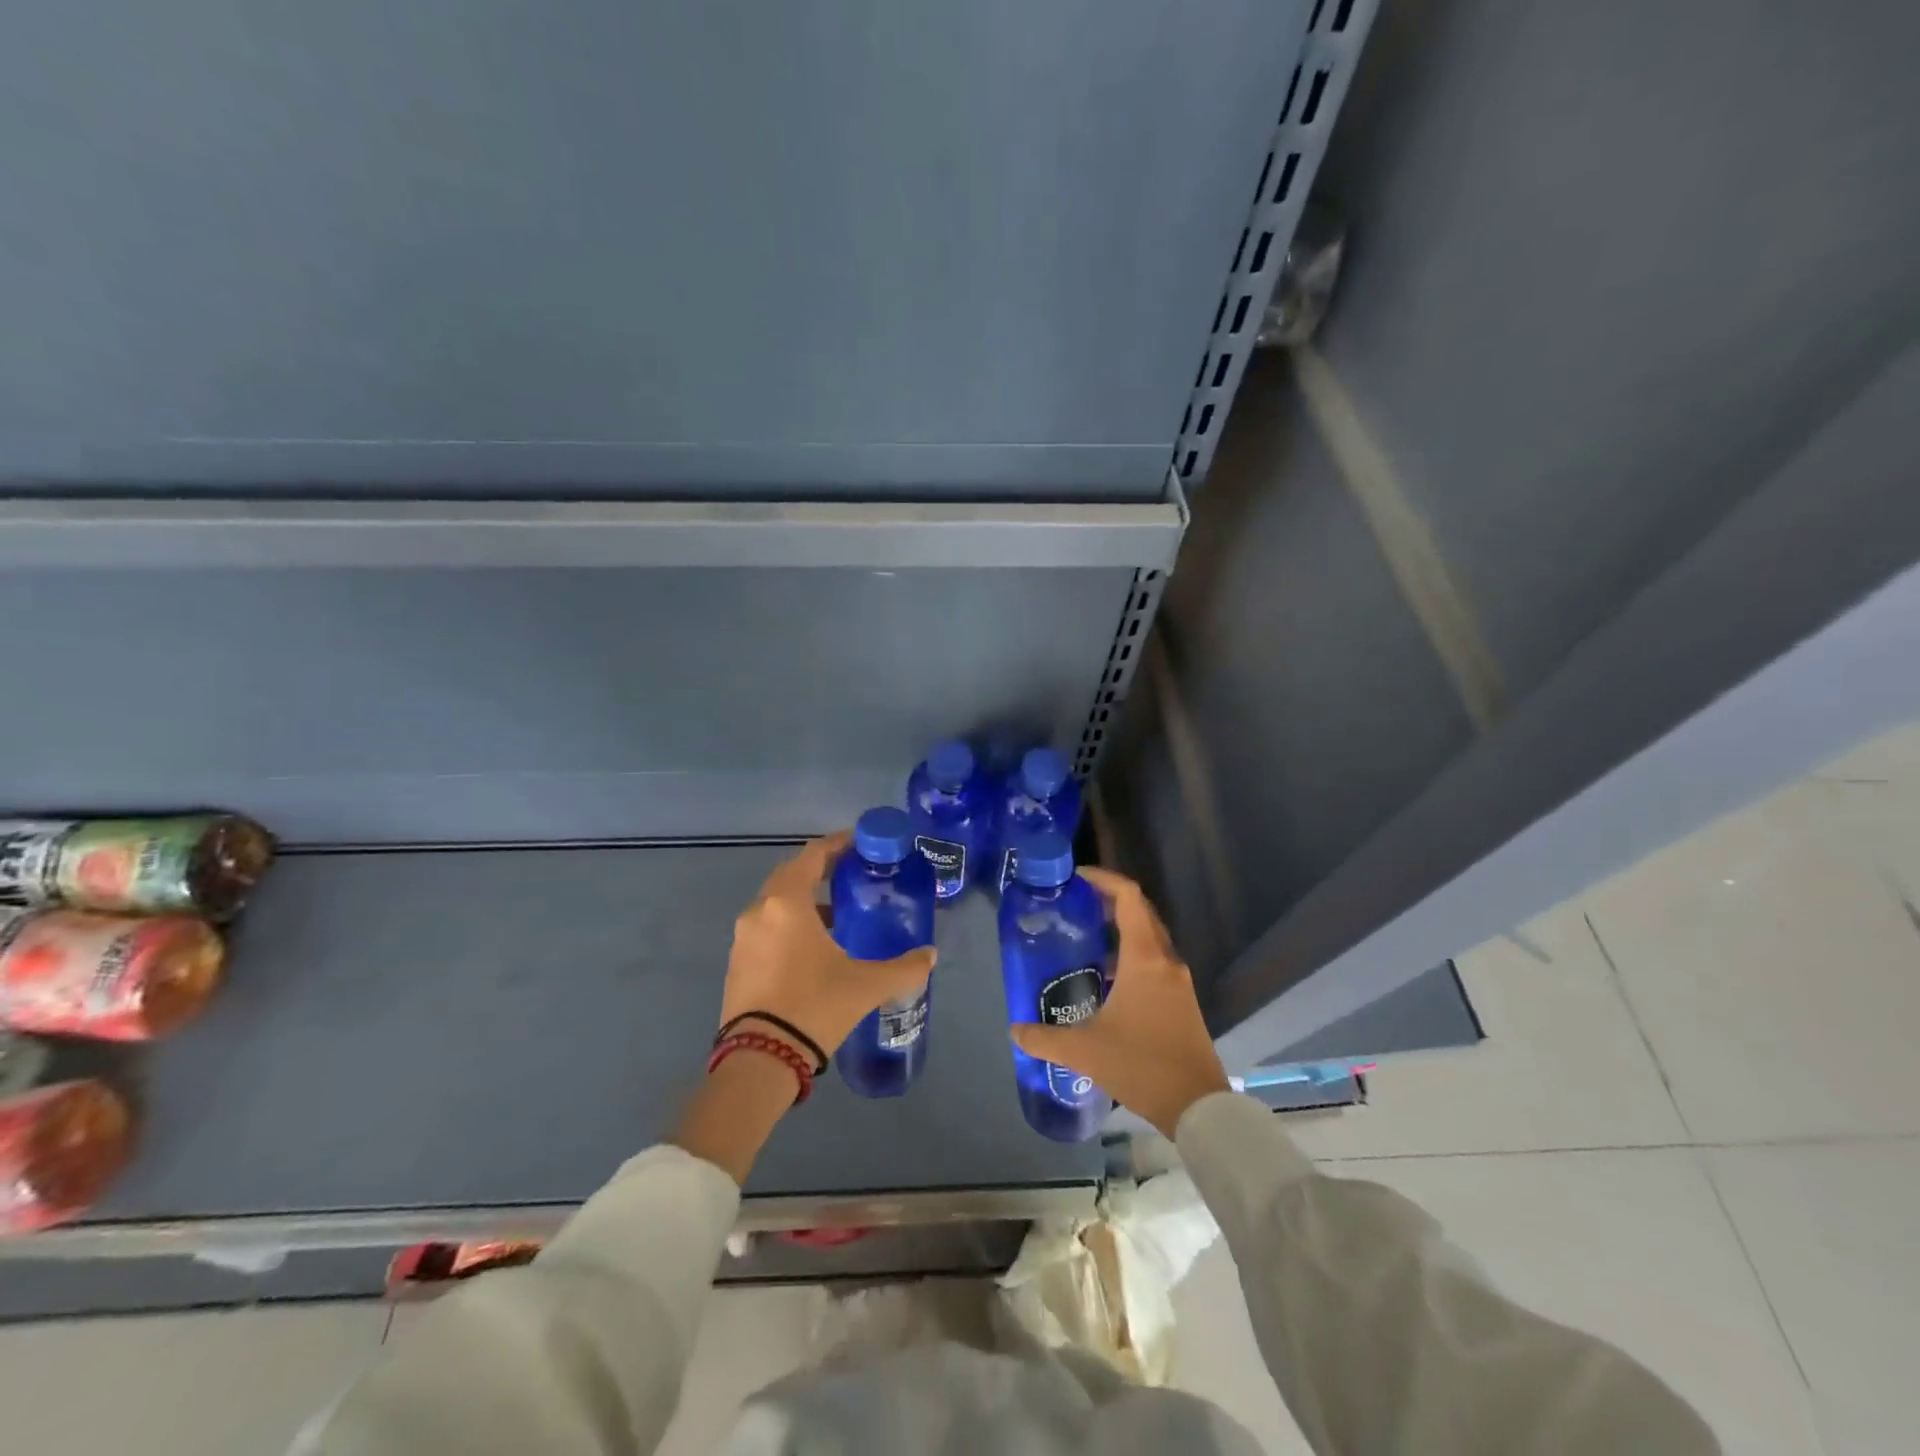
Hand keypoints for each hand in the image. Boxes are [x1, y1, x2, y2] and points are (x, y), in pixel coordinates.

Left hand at [719, 832, 938, 1060]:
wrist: (760, 1061)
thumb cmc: (815, 1007)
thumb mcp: (866, 985)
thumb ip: (903, 967)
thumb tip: (930, 956)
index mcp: (787, 903)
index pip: (813, 856)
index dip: (837, 845)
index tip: (859, 843)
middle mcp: (759, 911)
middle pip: (791, 875)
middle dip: (820, 871)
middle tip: (852, 875)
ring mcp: (743, 938)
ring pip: (776, 903)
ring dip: (804, 901)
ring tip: (838, 915)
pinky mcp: (736, 963)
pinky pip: (766, 928)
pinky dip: (789, 924)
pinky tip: (813, 947)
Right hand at [1009, 866, 1229, 1136]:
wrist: (1197, 1107)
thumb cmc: (1141, 1065)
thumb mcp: (1084, 1051)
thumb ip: (1044, 1038)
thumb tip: (1014, 1031)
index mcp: (1144, 958)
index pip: (1128, 897)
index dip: (1104, 879)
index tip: (1077, 878)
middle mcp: (1165, 960)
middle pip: (1140, 912)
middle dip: (1109, 901)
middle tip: (1075, 904)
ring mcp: (1177, 981)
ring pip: (1149, 937)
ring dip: (1121, 929)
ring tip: (1085, 937)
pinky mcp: (1182, 1001)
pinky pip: (1154, 960)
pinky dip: (1131, 954)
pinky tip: (1106, 977)